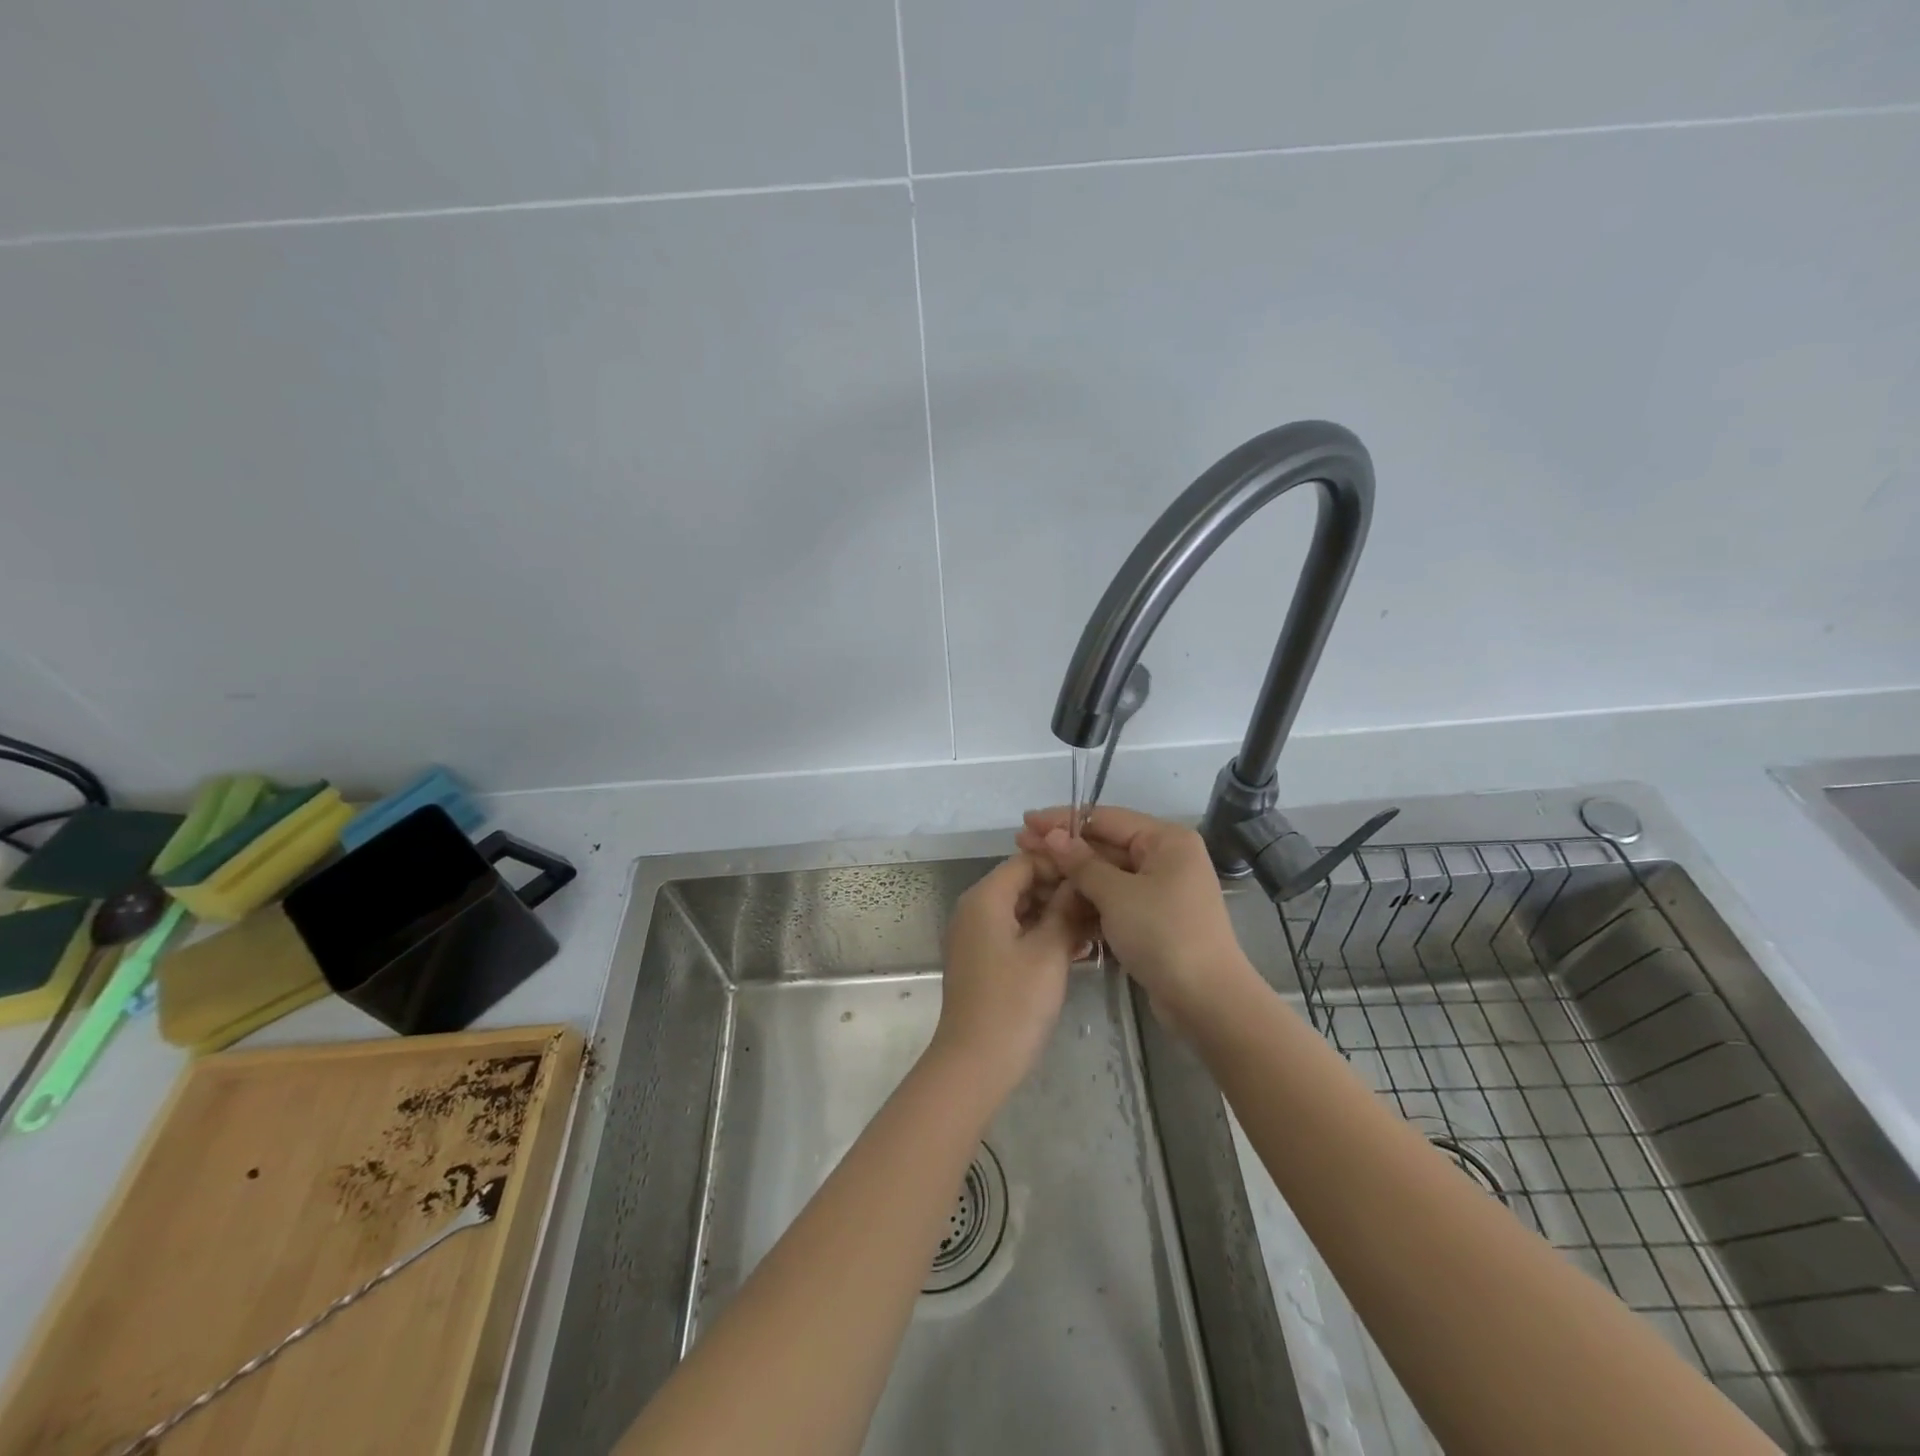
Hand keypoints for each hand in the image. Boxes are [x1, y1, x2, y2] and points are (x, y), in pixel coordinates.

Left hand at [931, 853, 1089, 1095]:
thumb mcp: (1049, 952)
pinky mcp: (979, 959)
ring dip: (1053, 914)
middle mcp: (973, 908)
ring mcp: (973, 935)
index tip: (1096, 878)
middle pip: (1021, 883)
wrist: (975, 1063)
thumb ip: (1067, 910)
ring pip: (1019, 909)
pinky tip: (1073, 948)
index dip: (1062, 865)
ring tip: (1094, 927)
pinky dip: (1039, 934)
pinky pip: (1012, 932)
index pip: (1026, 861)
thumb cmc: (1014, 1002)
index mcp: (985, 897)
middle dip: (1060, 891)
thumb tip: (1081, 882)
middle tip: (1100, 905)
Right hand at [1018, 806, 1257, 1035]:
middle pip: (1107, 845)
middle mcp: (1166, 858)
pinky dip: (1090, 900)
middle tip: (1021, 846)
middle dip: (1065, 848)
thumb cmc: (1164, 935)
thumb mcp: (1117, 895)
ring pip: (1108, 875)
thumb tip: (1052, 836)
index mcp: (1166, 840)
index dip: (1063, 820)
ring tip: (1033, 873)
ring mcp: (1161, 890)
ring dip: (1073, 876)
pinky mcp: (1154, 919)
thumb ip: (1082, 863)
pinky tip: (1056, 902)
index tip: (1026, 823)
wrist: (1207, 1002)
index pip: (1106, 818)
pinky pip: (1115, 900)